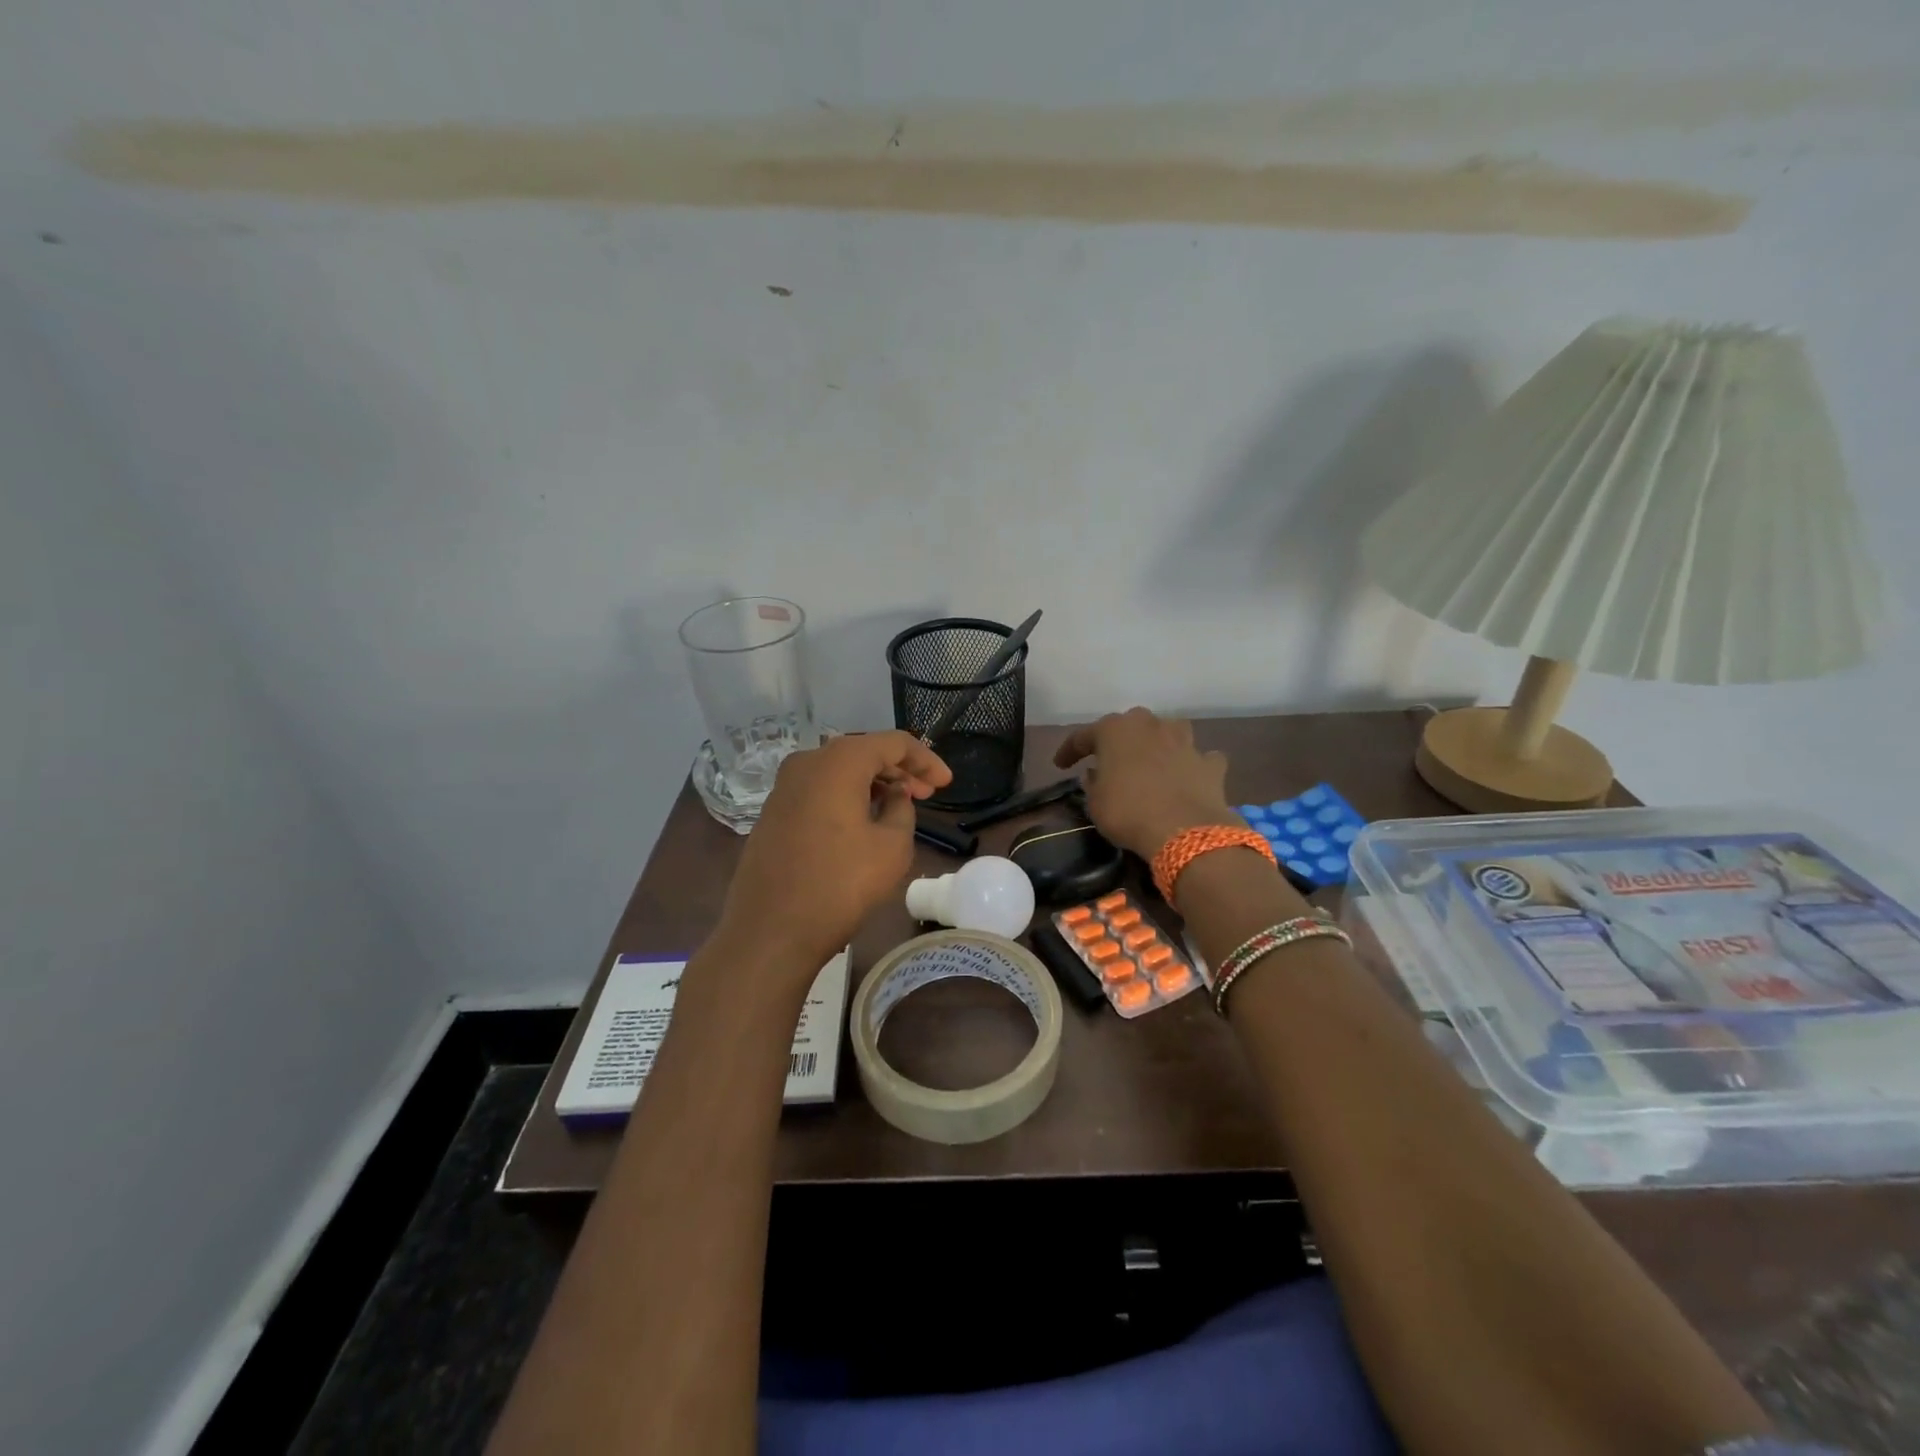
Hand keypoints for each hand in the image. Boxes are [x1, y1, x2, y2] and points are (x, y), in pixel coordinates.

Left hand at [719, 732, 951, 971]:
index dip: (925, 760)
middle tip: (928, 794)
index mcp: (838, 762)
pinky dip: (846, 797)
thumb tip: (894, 795)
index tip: (947, 783)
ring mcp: (783, 788)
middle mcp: (806, 763)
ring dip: (872, 784)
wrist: (769, 932)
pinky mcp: (772, 813)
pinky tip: (863, 821)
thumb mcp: (892, 847)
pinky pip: (819, 791)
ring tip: (899, 807)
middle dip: (899, 770)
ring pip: (839, 772)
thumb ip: (902, 809)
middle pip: (863, 752)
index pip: (893, 742)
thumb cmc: (840, 885)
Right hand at [1053, 708, 1242, 859]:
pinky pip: (1200, 758)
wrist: (1185, 831)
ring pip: (1169, 731)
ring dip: (1160, 743)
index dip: (1069, 750)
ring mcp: (1185, 742)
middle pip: (1130, 725)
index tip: (1060, 765)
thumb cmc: (1128, 813)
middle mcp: (1151, 726)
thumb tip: (1096, 774)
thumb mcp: (1095, 803)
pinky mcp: (1210, 764)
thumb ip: (1093, 783)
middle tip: (1110, 759)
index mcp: (1115, 730)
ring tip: (1152, 761)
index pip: (1083, 735)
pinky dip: (1194, 765)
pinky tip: (1189, 777)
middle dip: (1120, 740)